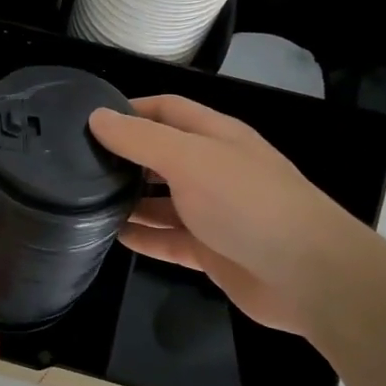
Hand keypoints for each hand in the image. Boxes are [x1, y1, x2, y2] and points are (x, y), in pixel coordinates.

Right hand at [89, 96, 378, 339]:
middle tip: (77, 163)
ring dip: (129, 200)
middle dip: (124, 157)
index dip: (130, 109)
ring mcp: (213, 212)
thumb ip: (141, 139)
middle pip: (161, 155)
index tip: (89, 119)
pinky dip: (144, 237)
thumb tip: (97, 117)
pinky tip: (112, 237)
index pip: (166, 109)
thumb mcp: (189, 159)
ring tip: (85, 201)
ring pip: (162, 200)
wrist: (307, 275)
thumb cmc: (246, 203)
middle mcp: (213, 169)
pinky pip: (169, 240)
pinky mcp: (211, 251)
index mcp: (214, 136)